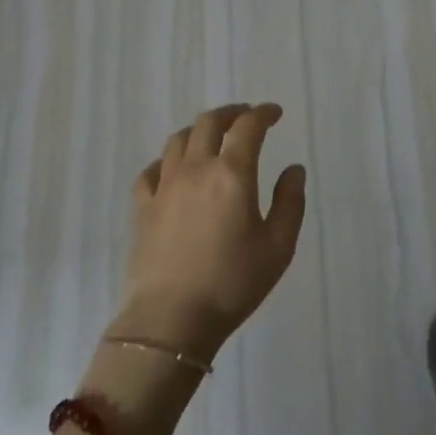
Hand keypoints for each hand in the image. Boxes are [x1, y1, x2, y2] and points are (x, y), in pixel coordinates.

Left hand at [111, 103, 305, 362]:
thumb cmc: (232, 284)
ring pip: (178, 140)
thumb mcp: (278, 248)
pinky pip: (152, 170)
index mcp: (232, 173)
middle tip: (245, 118)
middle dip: (231, 113)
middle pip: (209, 123)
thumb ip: (290, 203)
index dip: (263, 113)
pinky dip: (167, 160)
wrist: (170, 321)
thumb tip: (293, 169)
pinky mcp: (143, 207)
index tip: (274, 113)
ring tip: (211, 138)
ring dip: (199, 130)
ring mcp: (165, 186)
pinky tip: (174, 170)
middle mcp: (196, 169)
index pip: (248, 127)